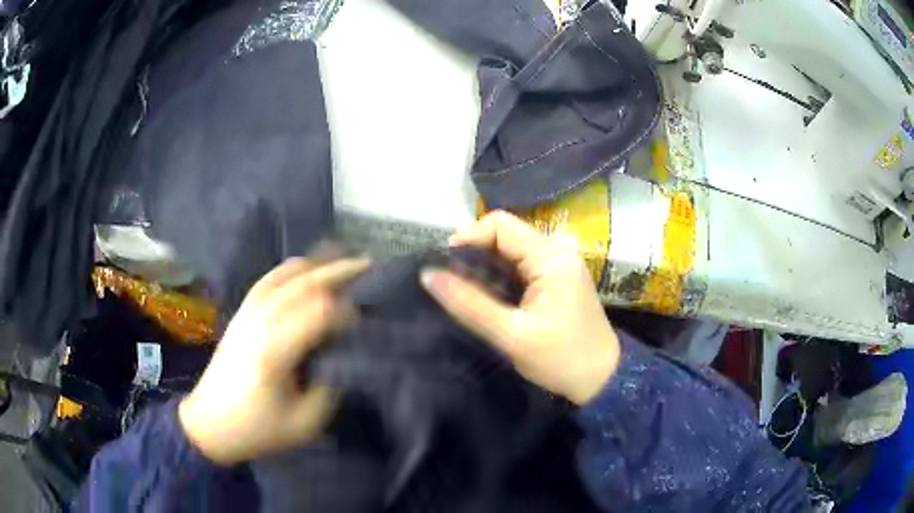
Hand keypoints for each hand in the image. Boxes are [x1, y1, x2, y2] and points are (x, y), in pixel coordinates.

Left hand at [179, 257, 370, 464]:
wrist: (210, 423)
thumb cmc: (258, 428)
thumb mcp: (306, 422)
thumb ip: (331, 386)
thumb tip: (345, 356)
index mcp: (276, 349)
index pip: (320, 311)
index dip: (349, 311)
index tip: (366, 324)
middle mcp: (262, 320)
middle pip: (306, 281)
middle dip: (342, 270)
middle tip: (372, 265)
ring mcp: (249, 311)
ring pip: (287, 272)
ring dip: (319, 263)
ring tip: (345, 259)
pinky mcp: (242, 311)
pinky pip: (271, 277)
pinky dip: (295, 268)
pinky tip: (308, 268)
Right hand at [421, 211, 618, 404]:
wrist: (601, 378)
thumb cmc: (560, 359)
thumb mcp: (511, 335)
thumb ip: (469, 304)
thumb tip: (428, 275)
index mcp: (551, 257)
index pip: (500, 225)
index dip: (467, 238)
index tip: (445, 266)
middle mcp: (558, 249)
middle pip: (505, 234)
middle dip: (474, 254)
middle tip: (452, 284)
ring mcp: (560, 261)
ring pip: (511, 249)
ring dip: (486, 266)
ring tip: (466, 292)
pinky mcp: (558, 275)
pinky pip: (521, 263)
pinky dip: (500, 275)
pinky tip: (489, 296)